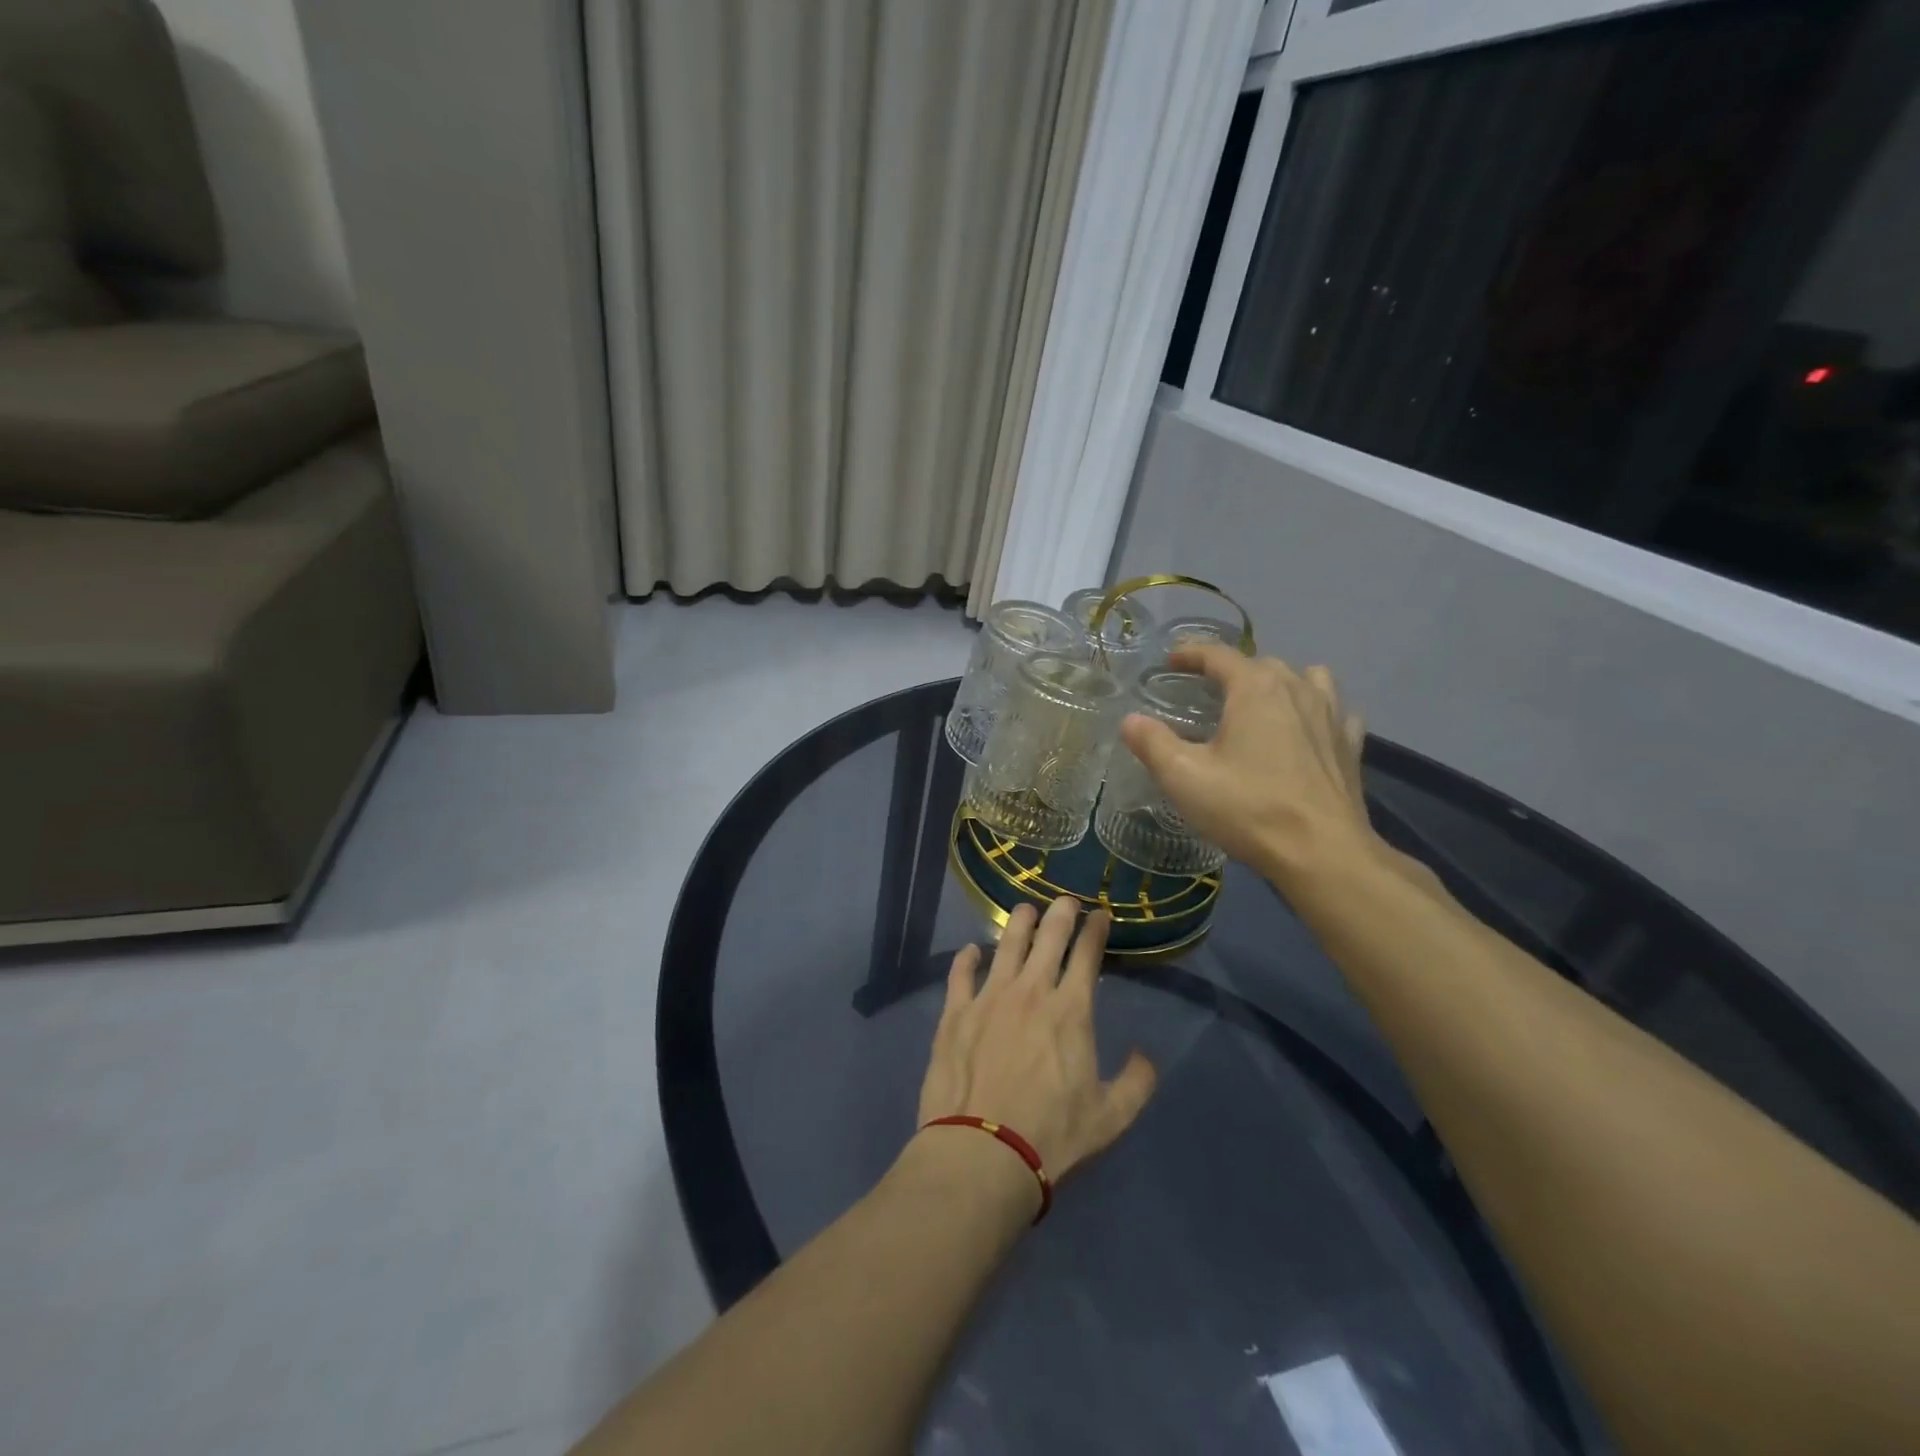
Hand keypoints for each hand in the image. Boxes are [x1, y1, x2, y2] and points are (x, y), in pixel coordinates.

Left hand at [916, 896, 1157, 1186]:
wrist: (982, 1154)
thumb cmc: (1051, 1136)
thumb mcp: (1111, 1118)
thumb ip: (1136, 1082)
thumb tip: (1145, 1054)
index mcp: (1070, 1011)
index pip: (1086, 954)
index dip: (1095, 929)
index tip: (1100, 915)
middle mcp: (1031, 991)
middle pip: (1047, 937)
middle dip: (1060, 913)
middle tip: (1066, 902)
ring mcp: (989, 998)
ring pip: (1006, 944)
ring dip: (1019, 923)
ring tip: (1025, 911)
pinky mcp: (955, 1013)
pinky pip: (961, 973)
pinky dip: (967, 958)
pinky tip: (972, 951)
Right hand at [1118, 645, 1378, 891]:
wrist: (1322, 853)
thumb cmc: (1248, 808)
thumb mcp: (1183, 777)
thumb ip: (1152, 743)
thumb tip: (1131, 720)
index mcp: (1255, 688)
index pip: (1218, 654)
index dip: (1190, 653)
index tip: (1171, 661)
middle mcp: (1297, 689)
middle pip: (1261, 664)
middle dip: (1231, 670)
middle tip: (1206, 691)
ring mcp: (1331, 715)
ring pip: (1307, 678)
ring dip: (1281, 682)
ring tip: (1261, 702)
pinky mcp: (1350, 745)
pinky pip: (1336, 711)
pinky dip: (1318, 711)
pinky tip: (1307, 730)